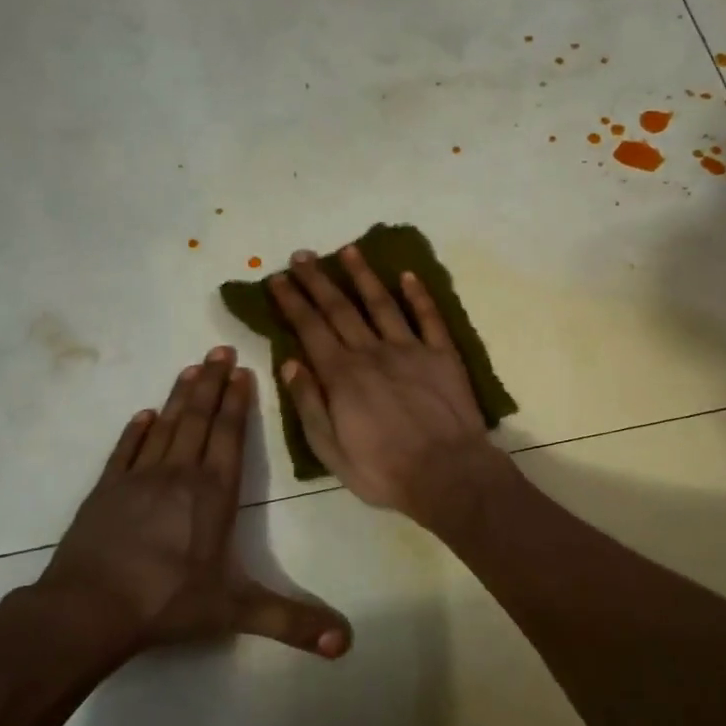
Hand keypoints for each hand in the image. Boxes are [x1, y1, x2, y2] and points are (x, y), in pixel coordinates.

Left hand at [31, 347, 350, 658]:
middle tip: (218, 348)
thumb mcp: (234, 612)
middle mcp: (178, 475)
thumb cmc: (166, 603)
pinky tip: (143, 415)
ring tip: (191, 368)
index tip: (241, 370)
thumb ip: (290, 622)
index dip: (237, 403)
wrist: (86, 610)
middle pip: (198, 419)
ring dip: (179, 397)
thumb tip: (345, 644)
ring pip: (164, 427)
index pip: (229, 437)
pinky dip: (135, 431)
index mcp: (212, 494)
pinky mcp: (104, 492)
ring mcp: (137, 480)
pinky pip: (124, 451)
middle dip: (211, 384)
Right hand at [268, 246, 517, 529]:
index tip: (277, 279)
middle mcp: (372, 353)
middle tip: (302, 256)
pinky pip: (429, 317)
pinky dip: (419, 294)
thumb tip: (290, 362)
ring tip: (348, 251)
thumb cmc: (384, 471)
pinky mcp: (443, 355)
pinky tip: (408, 275)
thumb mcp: (330, 450)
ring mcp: (411, 349)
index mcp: (342, 376)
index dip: (291, 301)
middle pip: (340, 308)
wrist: (448, 474)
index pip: (310, 329)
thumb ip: (309, 404)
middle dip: (317, 280)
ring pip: (382, 303)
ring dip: (363, 275)